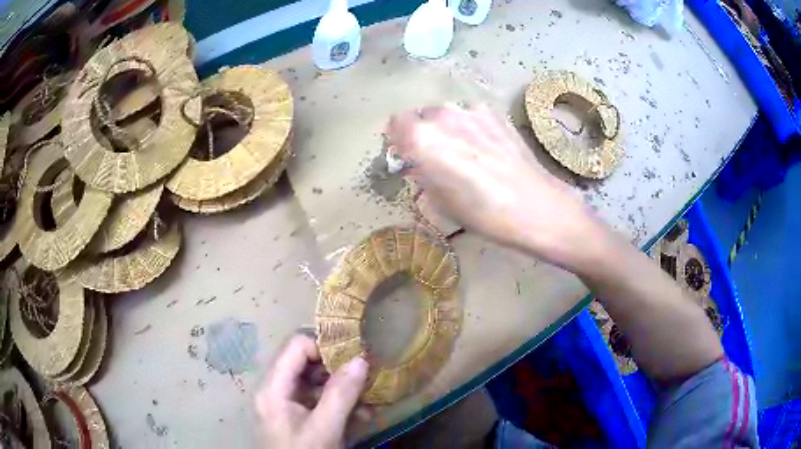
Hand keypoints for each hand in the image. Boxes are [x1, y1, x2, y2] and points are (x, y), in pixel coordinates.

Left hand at [255, 333, 369, 448]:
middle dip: (338, 368)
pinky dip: (339, 404)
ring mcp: (285, 403)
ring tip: (368, 401)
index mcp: (273, 387)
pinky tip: (361, 415)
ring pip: (314, 382)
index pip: (296, 345)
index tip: (354, 356)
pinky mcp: (296, 416)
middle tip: (366, 376)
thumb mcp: (324, 429)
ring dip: (343, 389)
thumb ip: (341, 394)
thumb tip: (361, 360)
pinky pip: (317, 400)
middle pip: (306, 362)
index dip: (325, 346)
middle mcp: (275, 389)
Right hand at [385, 104, 599, 268]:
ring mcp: (471, 110)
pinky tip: (486, 148)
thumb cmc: (482, 212)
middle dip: (423, 134)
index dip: (399, 139)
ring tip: (466, 153)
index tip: (407, 155)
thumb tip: (416, 164)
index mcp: (422, 138)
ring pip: (447, 114)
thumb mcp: (440, 201)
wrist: (534, 205)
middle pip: (422, 116)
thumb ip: (421, 174)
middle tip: (437, 157)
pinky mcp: (494, 113)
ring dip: (448, 129)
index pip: (395, 123)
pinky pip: (470, 115)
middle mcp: (443, 115)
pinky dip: (470, 127)